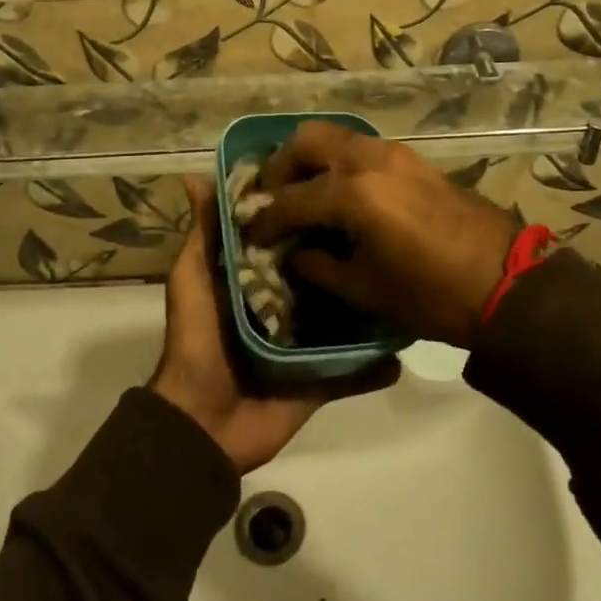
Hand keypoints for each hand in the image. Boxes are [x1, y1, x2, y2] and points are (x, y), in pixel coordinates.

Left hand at [151, 178, 395, 472]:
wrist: (201, 423)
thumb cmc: (196, 342)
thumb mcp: (191, 280)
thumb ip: (203, 235)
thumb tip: (196, 177)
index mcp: (255, 280)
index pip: (286, 239)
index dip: (306, 215)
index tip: (336, 185)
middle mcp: (285, 306)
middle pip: (322, 276)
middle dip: (347, 256)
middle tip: (386, 227)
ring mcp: (305, 345)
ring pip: (344, 319)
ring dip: (369, 305)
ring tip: (408, 276)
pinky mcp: (321, 379)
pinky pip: (354, 368)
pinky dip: (377, 361)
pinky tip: (407, 341)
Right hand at [246, 124, 518, 345]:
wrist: (505, 281)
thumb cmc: (431, 294)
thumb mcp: (365, 289)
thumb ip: (319, 266)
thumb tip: (292, 253)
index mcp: (353, 195)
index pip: (290, 200)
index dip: (264, 220)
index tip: (250, 234)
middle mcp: (368, 160)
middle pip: (306, 140)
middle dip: (280, 166)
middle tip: (272, 196)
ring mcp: (393, 153)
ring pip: (335, 137)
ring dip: (310, 159)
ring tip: (302, 193)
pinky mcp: (411, 158)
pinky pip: (360, 147)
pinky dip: (338, 161)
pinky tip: (338, 193)